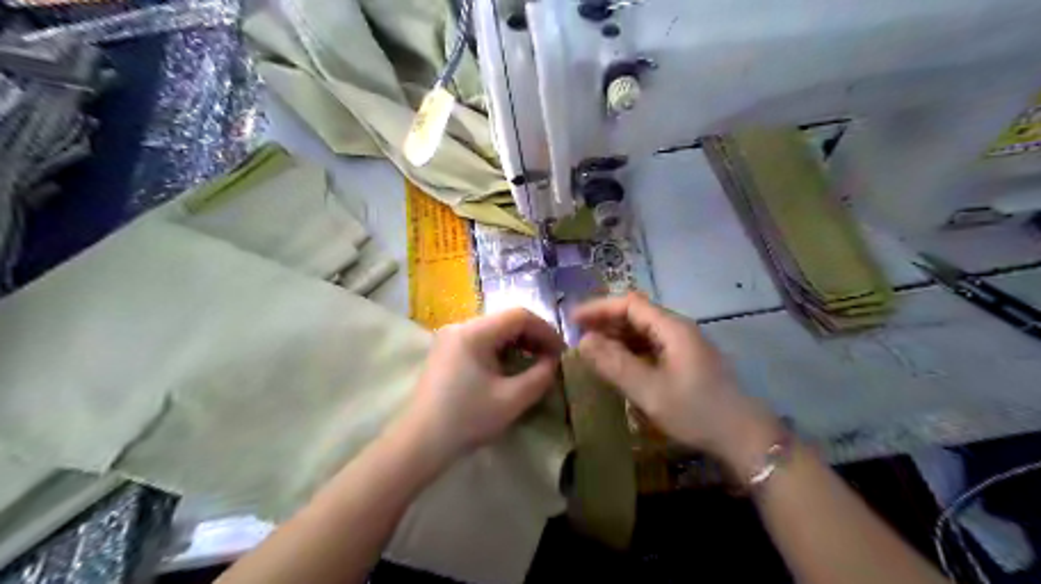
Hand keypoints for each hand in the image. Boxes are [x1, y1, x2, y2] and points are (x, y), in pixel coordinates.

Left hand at [401, 308, 564, 462]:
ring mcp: (450, 337)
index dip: (546, 330)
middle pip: (506, 320)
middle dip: (534, 337)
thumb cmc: (466, 420)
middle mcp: (460, 326)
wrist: (419, 443)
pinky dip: (502, 350)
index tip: (561, 352)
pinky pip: (482, 340)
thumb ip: (540, 376)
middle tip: (552, 359)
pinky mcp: (446, 350)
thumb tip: (554, 362)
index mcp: (474, 332)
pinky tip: (511, 367)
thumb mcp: (511, 400)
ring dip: (519, 343)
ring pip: (495, 330)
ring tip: (536, 363)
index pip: (519, 315)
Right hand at [568, 292, 780, 470]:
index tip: (573, 319)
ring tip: (592, 349)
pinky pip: (652, 345)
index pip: (630, 304)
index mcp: (672, 328)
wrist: (744, 437)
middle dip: (606, 321)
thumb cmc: (696, 411)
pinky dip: (630, 349)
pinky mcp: (686, 360)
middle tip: (578, 335)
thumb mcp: (649, 390)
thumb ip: (614, 364)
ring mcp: (684, 344)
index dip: (599, 308)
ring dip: (617, 336)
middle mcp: (678, 329)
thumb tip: (583, 342)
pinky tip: (618, 363)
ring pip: (643, 330)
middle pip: (636, 314)